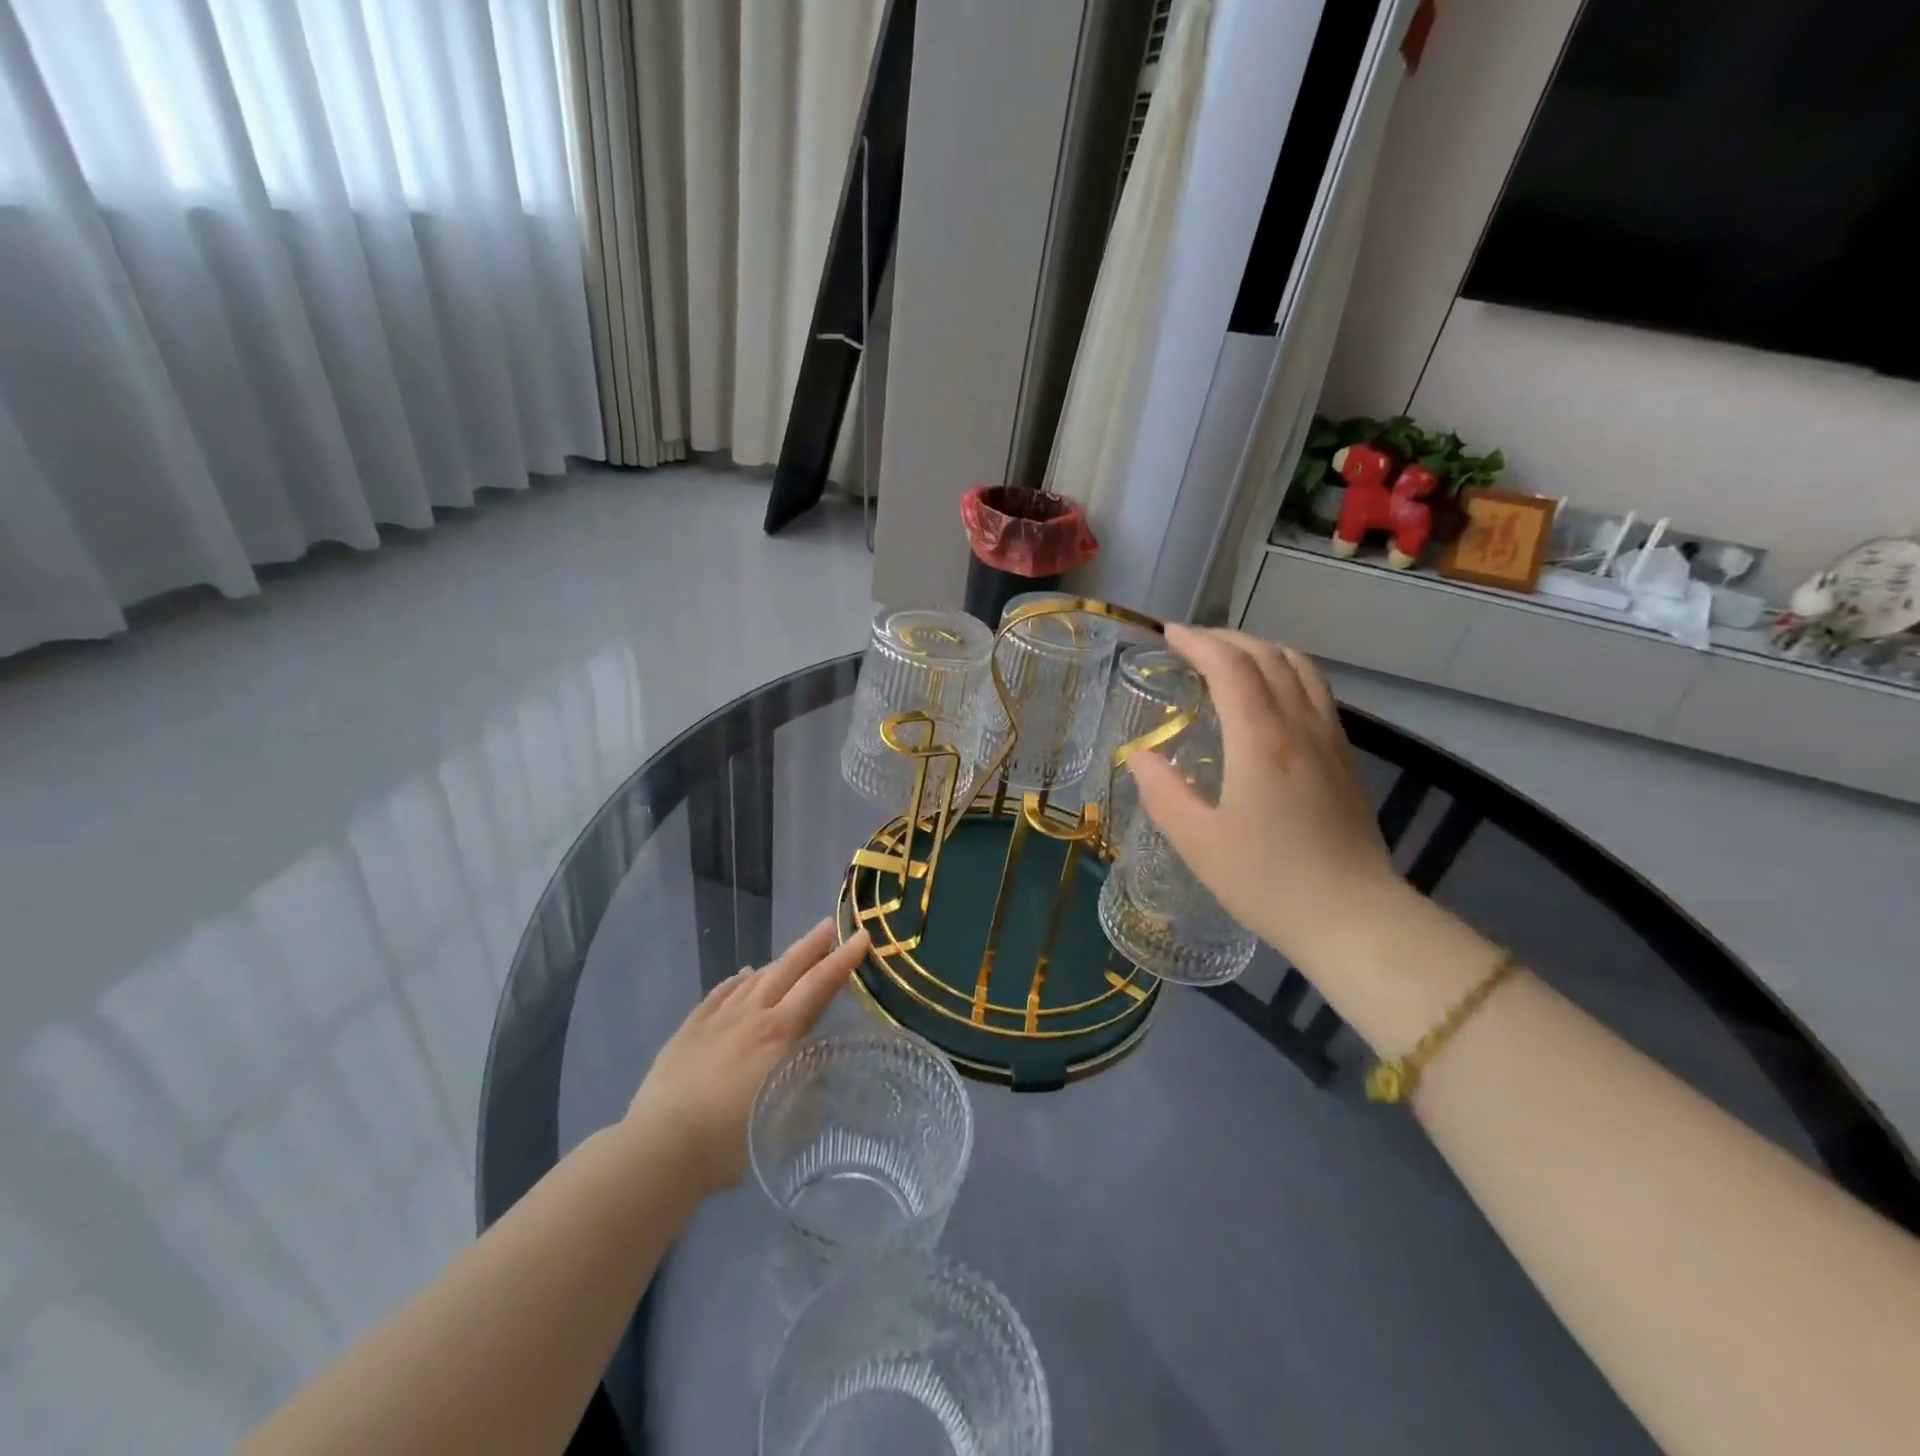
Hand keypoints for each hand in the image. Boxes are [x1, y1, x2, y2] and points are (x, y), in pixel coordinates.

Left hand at [624, 919, 869, 1198]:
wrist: (659, 1148)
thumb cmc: (729, 1142)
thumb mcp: (788, 1122)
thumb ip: (810, 1087)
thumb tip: (824, 1063)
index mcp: (779, 1033)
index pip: (819, 985)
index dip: (843, 959)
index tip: (862, 936)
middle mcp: (751, 1015)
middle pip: (787, 970)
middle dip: (812, 946)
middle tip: (830, 925)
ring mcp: (716, 1019)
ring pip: (754, 979)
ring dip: (778, 964)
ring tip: (793, 957)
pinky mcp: (689, 1030)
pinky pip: (719, 993)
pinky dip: (737, 980)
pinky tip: (743, 975)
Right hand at [1129, 625, 1402, 968]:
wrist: (1353, 917)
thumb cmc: (1267, 881)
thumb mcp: (1197, 842)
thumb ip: (1163, 792)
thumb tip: (1141, 756)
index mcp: (1260, 740)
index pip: (1231, 666)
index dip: (1198, 642)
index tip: (1169, 635)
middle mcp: (1300, 726)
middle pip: (1268, 655)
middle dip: (1227, 639)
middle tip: (1192, 644)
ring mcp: (1330, 739)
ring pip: (1301, 668)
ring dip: (1261, 650)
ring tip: (1230, 660)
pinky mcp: (1346, 758)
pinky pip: (1316, 692)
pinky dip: (1286, 673)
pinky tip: (1269, 697)